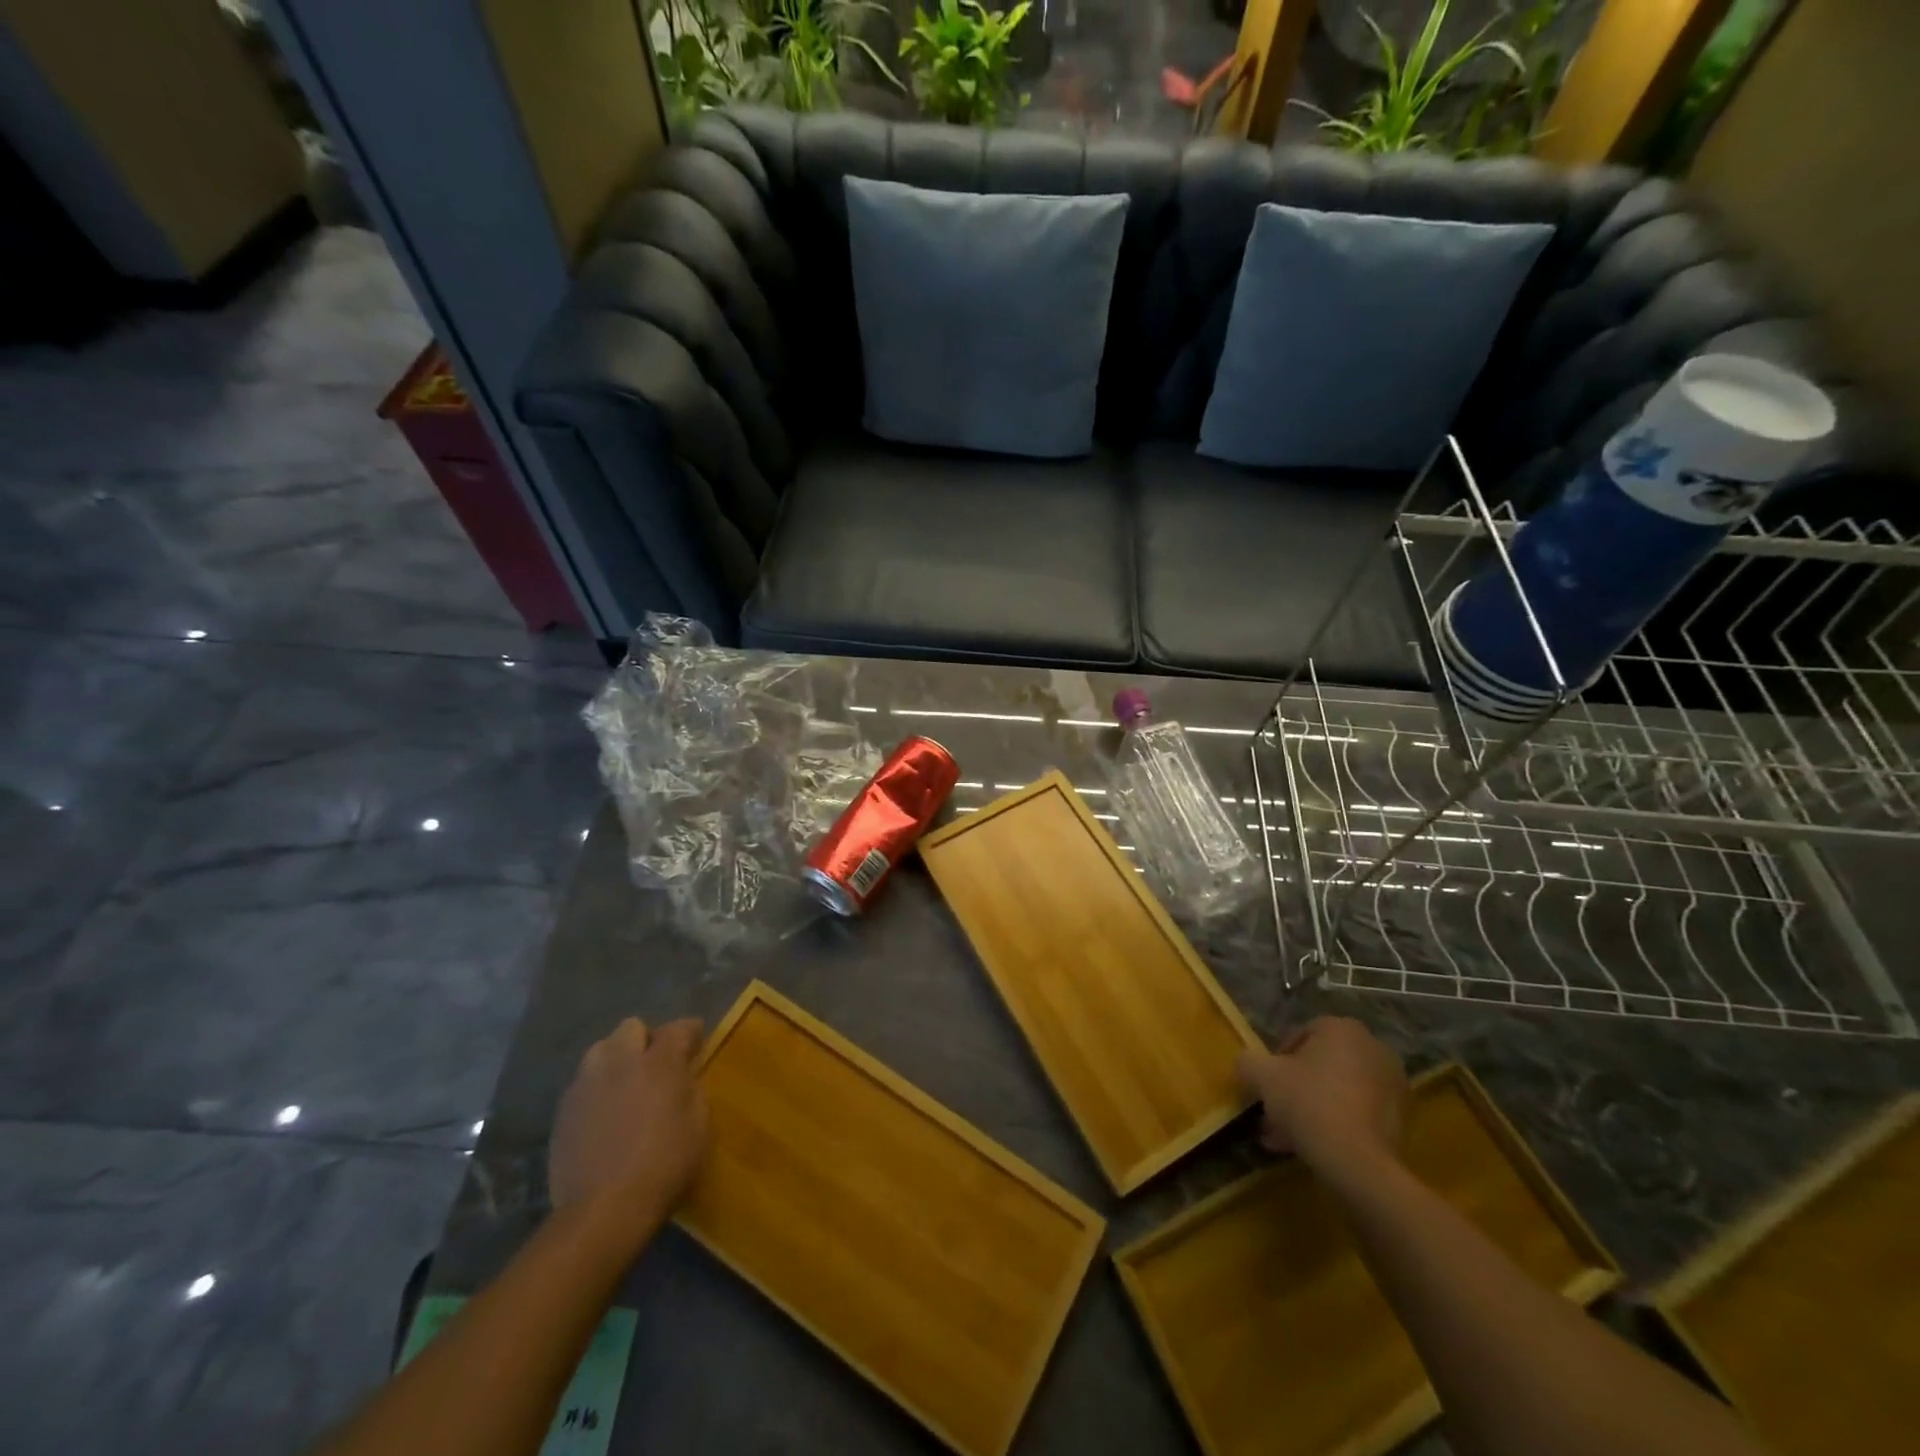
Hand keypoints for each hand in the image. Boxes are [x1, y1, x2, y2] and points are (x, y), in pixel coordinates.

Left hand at [549, 1017, 707, 1211]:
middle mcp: (620, 1062)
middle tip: (657, 1066)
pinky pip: (584, 1082)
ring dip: (617, 1059)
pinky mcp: (564, 1109)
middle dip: (647, 1039)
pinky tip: (605, 1114)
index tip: (696, 1047)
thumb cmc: (663, 1166)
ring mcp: (587, 1083)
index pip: (679, 1028)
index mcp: (659, 1063)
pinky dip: (598, 1088)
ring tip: (626, 1085)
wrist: (603, 1211)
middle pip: (633, 1027)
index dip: (691, 1033)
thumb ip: (693, 1090)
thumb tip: (684, 1077)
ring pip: (602, 1050)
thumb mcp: (699, 1127)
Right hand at [1236, 1016, 1407, 1174]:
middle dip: (1297, 1087)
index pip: (1301, 1034)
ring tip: (1288, 1137)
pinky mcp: (1403, 1119)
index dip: (1278, 1058)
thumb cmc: (1308, 1103)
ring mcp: (1393, 1084)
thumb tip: (1246, 1063)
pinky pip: (1359, 1113)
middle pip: (1322, 1065)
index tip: (1267, 1083)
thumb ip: (1248, 1061)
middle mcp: (1373, 1048)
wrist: (1358, 1162)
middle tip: (1276, 1111)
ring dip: (1314, 1108)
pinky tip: (1314, 1147)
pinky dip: (1337, 1123)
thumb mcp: (1262, 1076)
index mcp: (1342, 1028)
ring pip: (1339, 1091)